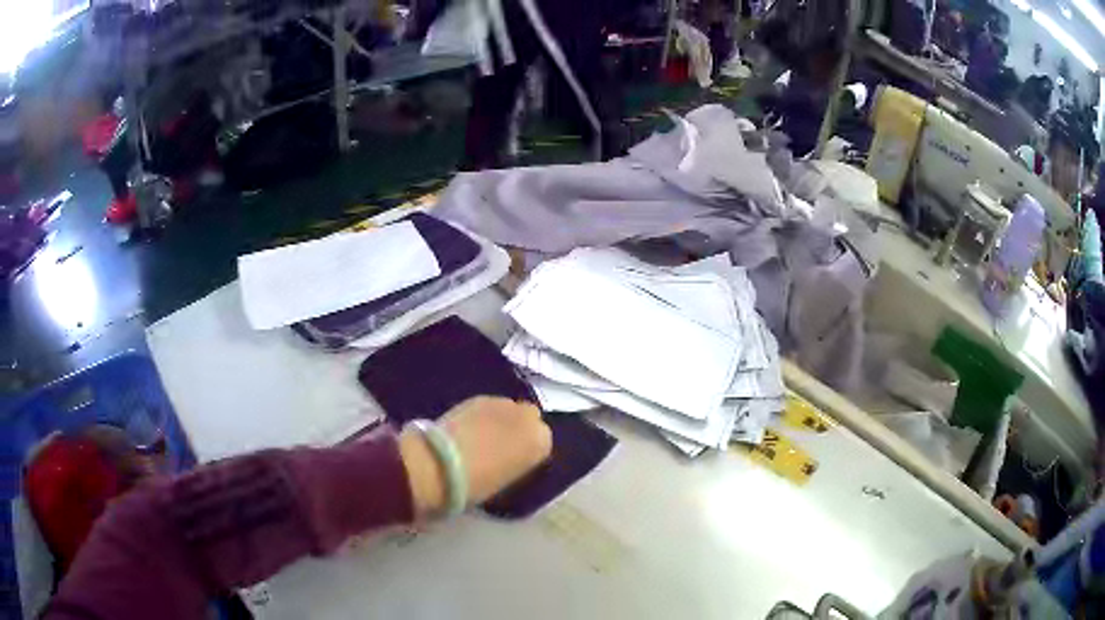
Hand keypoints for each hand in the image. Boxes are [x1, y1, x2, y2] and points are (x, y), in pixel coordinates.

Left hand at [399, 397, 551, 518]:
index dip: (528, 450)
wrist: (441, 464)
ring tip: (482, 436)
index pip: (543, 442)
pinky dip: (483, 415)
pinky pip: (489, 406)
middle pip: (529, 419)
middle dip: (519, 428)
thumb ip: (517, 463)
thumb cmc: (478, 484)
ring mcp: (502, 403)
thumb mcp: (507, 481)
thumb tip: (510, 457)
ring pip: (509, 410)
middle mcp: (528, 418)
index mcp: (541, 443)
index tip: (516, 460)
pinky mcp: (478, 397)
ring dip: (501, 419)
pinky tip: (468, 428)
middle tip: (501, 445)